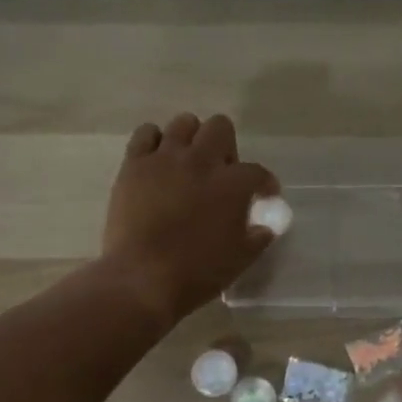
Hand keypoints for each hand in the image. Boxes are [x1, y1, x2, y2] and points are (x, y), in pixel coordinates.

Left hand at [102, 113, 278, 323]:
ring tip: (187, 161)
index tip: (263, 195)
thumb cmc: (197, 273)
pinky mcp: (135, 164)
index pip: (257, 172)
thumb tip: (267, 224)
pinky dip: (154, 141)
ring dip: (191, 138)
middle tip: (220, 172)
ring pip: (184, 123)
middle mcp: (201, 160)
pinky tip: (156, 160)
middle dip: (226, 146)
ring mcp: (165, 158)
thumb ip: (259, 235)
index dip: (264, 183)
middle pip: (221, 127)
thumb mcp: (241, 258)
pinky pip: (145, 133)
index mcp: (232, 184)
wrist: (142, 279)